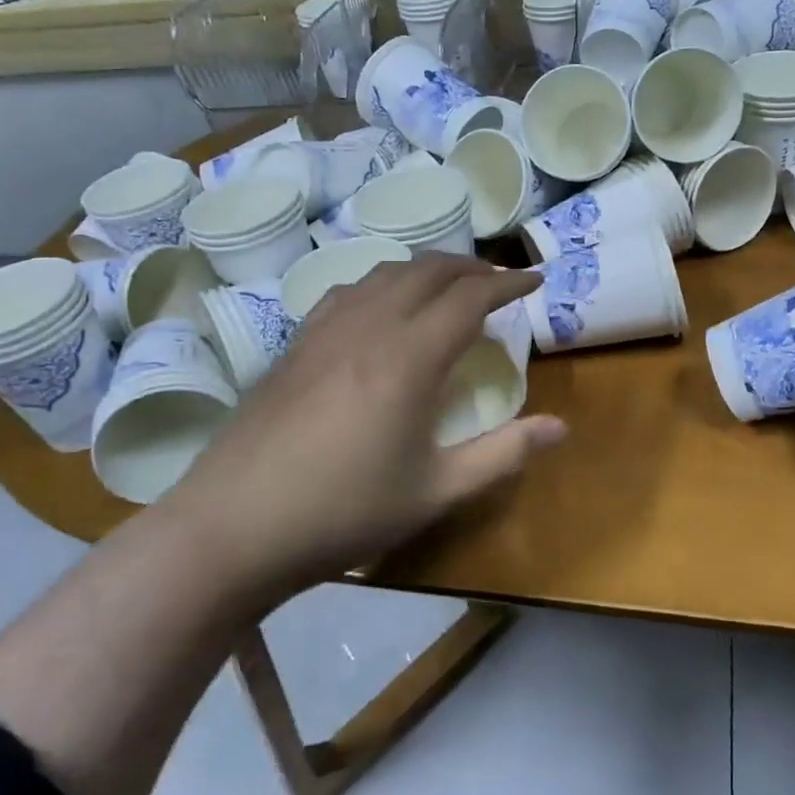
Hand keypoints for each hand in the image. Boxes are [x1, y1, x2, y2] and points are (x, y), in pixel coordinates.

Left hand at [162, 256, 564, 598]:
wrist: (233, 528)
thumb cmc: (344, 512)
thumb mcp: (435, 492)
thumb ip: (502, 455)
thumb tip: (561, 428)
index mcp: (409, 357)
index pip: (469, 297)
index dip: (507, 283)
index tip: (535, 280)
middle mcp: (369, 327)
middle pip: (427, 271)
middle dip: (470, 267)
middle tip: (497, 281)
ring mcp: (325, 331)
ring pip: (384, 273)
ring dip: (425, 270)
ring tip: (446, 287)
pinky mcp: (294, 346)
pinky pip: (348, 292)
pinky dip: (381, 284)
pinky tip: (380, 309)